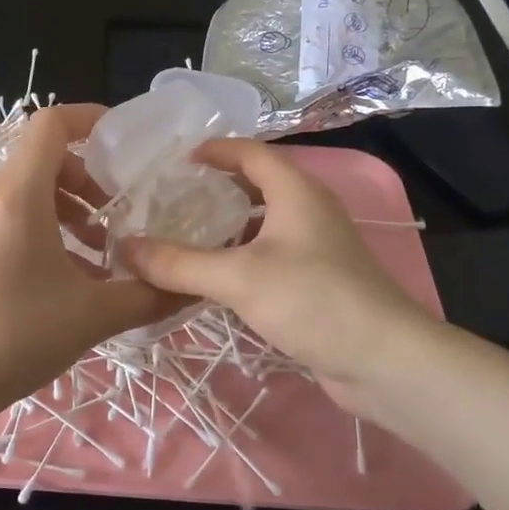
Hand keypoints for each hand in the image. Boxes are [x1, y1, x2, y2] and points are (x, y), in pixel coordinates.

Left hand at [0, 104, 179, 418]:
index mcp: (18, 196)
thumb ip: (148, 295)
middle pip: (42, 158)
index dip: (88, 118)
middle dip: (86, 178)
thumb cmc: (18, 336)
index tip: (121, 140)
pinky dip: (42, 224)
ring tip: (98, 250)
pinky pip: (8, 212)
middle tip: (115, 215)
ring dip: (67, 207)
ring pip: (26, 188)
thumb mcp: (93, 316)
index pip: (50, 125)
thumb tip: (191, 288)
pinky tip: (64, 271)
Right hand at [118, 139, 438, 411]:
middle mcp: (309, 210)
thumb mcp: (238, 277)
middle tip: (172, 199)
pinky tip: (216, 277)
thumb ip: (179, 263)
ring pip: (264, 224)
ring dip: (228, 226)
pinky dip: (242, 256)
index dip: (215, 150)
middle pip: (258, 185)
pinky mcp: (318, 281)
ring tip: (185, 236)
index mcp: (296, 191)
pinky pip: (271, 255)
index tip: (177, 160)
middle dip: (217, 188)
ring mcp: (317, 247)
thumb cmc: (312, 300)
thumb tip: (124, 248)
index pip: (251, 153)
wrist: (383, 359)